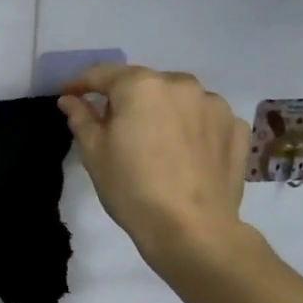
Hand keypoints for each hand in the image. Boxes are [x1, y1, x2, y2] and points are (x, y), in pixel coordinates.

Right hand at [58, 64, 253, 278]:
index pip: (103, 74)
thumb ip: (81, 118)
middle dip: (124, 99)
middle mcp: (181, 84)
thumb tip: (70, 99)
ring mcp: (214, 105)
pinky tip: (182, 153)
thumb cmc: (131, 187)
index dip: (80, 83)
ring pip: (177, 99)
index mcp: (141, 86)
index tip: (67, 96)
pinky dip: (189, 127)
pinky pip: (203, 118)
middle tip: (111, 126)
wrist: (191, 228)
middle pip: (143, 84)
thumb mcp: (93, 153)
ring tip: (152, 142)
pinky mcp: (235, 128)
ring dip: (160, 112)